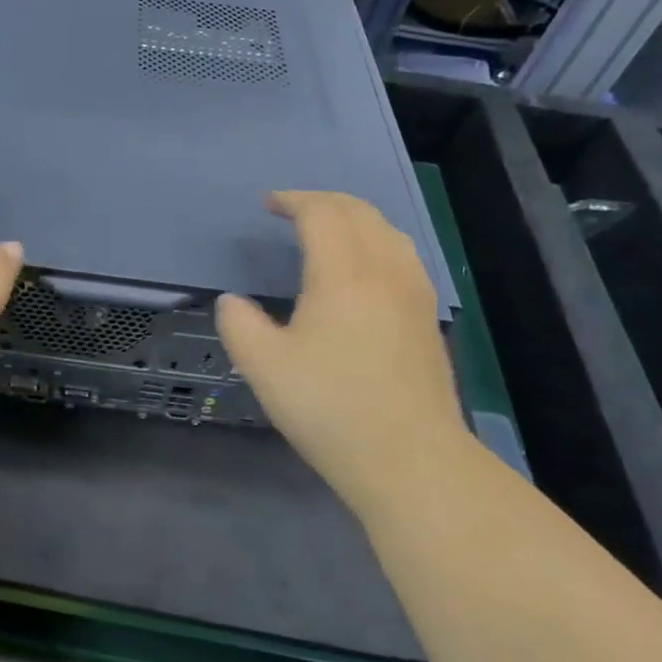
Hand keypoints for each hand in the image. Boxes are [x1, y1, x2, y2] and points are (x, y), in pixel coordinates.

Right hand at [215, 192, 462, 491]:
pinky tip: (365, 267)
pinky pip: (403, 254)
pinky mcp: (428, 317)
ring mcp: (414, 293)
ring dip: (353, 217)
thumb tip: (233, 301)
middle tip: (292, 209)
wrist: (413, 461)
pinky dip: (377, 240)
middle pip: (359, 212)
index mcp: (343, 274)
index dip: (293, 200)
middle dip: (322, 201)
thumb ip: (238, 324)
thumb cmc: (331, 409)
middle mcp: (384, 271)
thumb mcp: (263, 367)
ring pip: (387, 230)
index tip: (268, 204)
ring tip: (327, 230)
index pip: (321, 213)